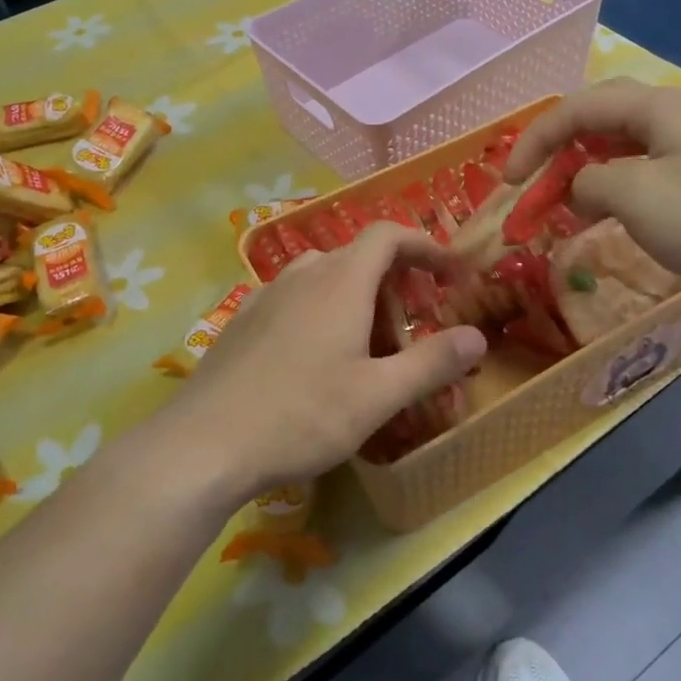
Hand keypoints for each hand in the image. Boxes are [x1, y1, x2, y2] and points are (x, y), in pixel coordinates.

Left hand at [170, 224, 486, 503]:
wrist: (203, 444)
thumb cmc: (301, 415)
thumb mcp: (377, 395)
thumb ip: (431, 362)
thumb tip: (478, 337)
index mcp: (340, 281)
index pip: (389, 235)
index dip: (425, 246)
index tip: (450, 275)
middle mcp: (303, 275)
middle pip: (359, 257)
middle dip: (395, 282)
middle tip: (413, 328)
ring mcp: (266, 295)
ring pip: (325, 278)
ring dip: (357, 299)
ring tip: (369, 347)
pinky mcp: (243, 320)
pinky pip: (296, 299)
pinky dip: (322, 312)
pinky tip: (318, 360)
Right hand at [505, 80, 680, 331]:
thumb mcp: (634, 196)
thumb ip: (589, 182)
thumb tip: (579, 188)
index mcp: (655, 109)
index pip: (576, 108)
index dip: (534, 139)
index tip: (506, 180)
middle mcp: (672, 119)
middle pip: (597, 120)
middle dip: (556, 148)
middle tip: (529, 181)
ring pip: (618, 149)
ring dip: (581, 172)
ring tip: (558, 204)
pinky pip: (640, 175)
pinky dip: (610, 191)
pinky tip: (600, 217)